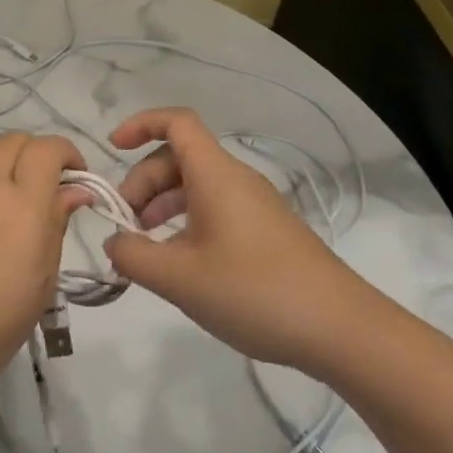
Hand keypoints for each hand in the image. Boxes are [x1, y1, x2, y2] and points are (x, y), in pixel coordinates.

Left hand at [0, 133, 90, 418]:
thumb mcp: (39, 285)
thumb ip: (55, 227)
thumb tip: (73, 192)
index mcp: (23, 203)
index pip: (48, 149)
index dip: (68, 155)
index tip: (77, 181)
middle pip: (16, 140)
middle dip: (39, 155)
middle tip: (48, 189)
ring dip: (6, 157)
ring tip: (12, 192)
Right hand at [104, 108, 372, 376]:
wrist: (340, 328)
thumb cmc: (254, 291)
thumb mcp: (179, 278)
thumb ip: (133, 255)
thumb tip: (113, 240)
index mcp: (216, 175)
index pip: (176, 123)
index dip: (141, 125)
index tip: (112, 149)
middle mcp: (236, 180)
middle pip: (179, 158)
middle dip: (143, 182)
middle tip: (124, 225)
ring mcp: (254, 205)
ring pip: (196, 186)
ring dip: (162, 205)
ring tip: (144, 246)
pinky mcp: (266, 231)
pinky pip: (215, 209)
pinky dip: (186, 223)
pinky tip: (179, 263)